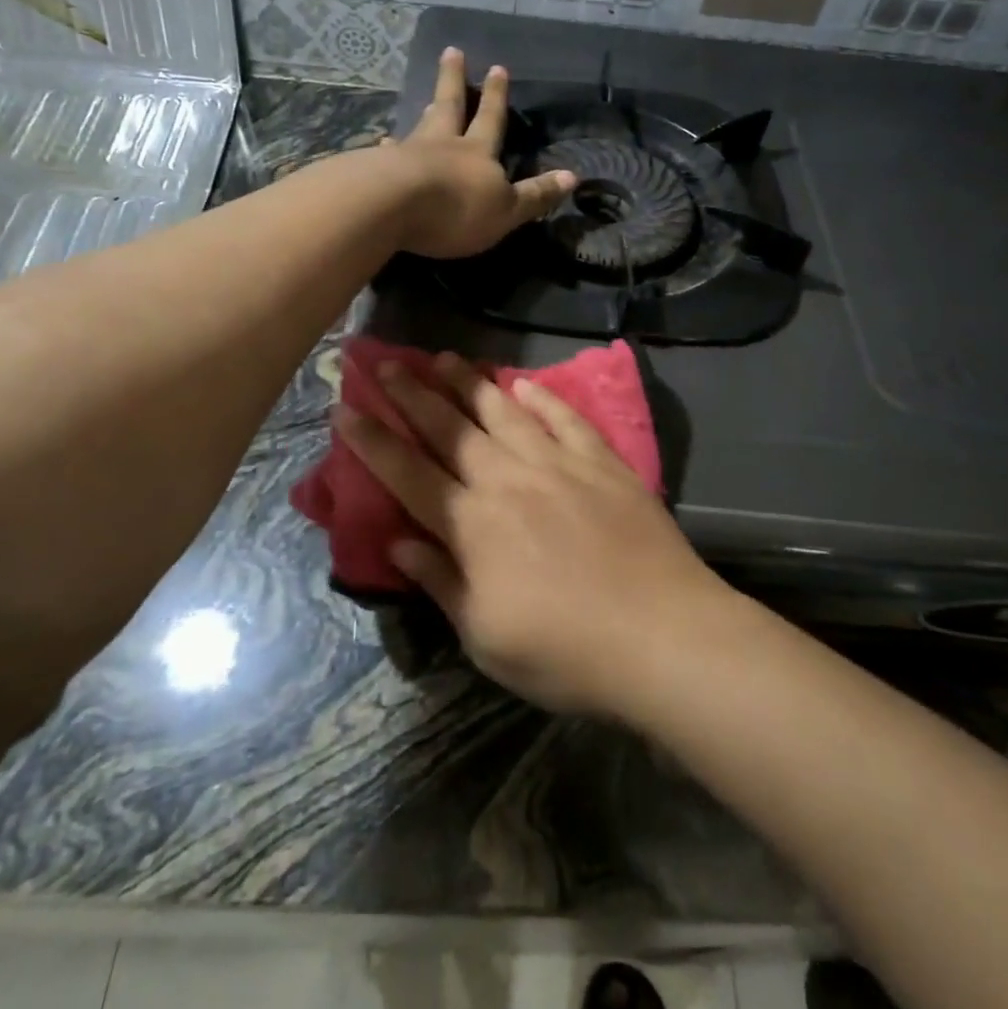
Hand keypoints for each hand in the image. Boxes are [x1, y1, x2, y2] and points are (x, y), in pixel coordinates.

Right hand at [336, 353, 730, 718]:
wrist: (662, 635)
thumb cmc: (565, 652)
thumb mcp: (485, 637)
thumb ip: (441, 582)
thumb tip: (398, 541)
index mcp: (472, 525)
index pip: (407, 473)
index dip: (373, 440)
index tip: (345, 409)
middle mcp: (507, 481)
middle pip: (450, 429)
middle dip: (413, 393)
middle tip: (386, 360)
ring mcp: (558, 465)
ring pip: (503, 412)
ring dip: (469, 383)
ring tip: (443, 357)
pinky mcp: (602, 462)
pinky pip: (565, 419)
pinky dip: (542, 398)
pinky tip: (524, 382)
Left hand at [389, 47, 575, 259]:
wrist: (392, 206)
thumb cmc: (457, 208)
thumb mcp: (507, 210)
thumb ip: (536, 195)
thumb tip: (573, 176)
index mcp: (477, 152)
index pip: (491, 119)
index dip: (496, 97)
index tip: (497, 67)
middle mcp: (443, 144)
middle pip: (450, 106)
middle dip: (453, 80)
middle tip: (452, 52)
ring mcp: (407, 153)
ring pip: (420, 126)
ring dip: (424, 112)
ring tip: (423, 99)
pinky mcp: (378, 169)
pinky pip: (387, 153)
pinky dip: (388, 148)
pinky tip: (381, 144)